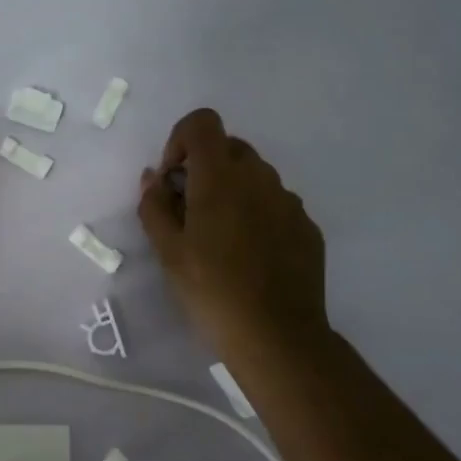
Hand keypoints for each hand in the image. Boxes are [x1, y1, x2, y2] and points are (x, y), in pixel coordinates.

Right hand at [138, 109, 331, 365]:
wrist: (277, 337)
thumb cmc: (211, 290)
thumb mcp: (167, 251)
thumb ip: (154, 205)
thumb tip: (153, 177)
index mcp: (220, 176)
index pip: (202, 122)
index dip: (181, 140)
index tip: (172, 178)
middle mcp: (259, 177)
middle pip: (228, 147)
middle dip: (204, 167)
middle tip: (189, 210)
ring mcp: (289, 201)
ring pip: (254, 176)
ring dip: (232, 190)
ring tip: (220, 237)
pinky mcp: (307, 227)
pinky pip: (275, 203)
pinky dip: (257, 213)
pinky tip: (249, 255)